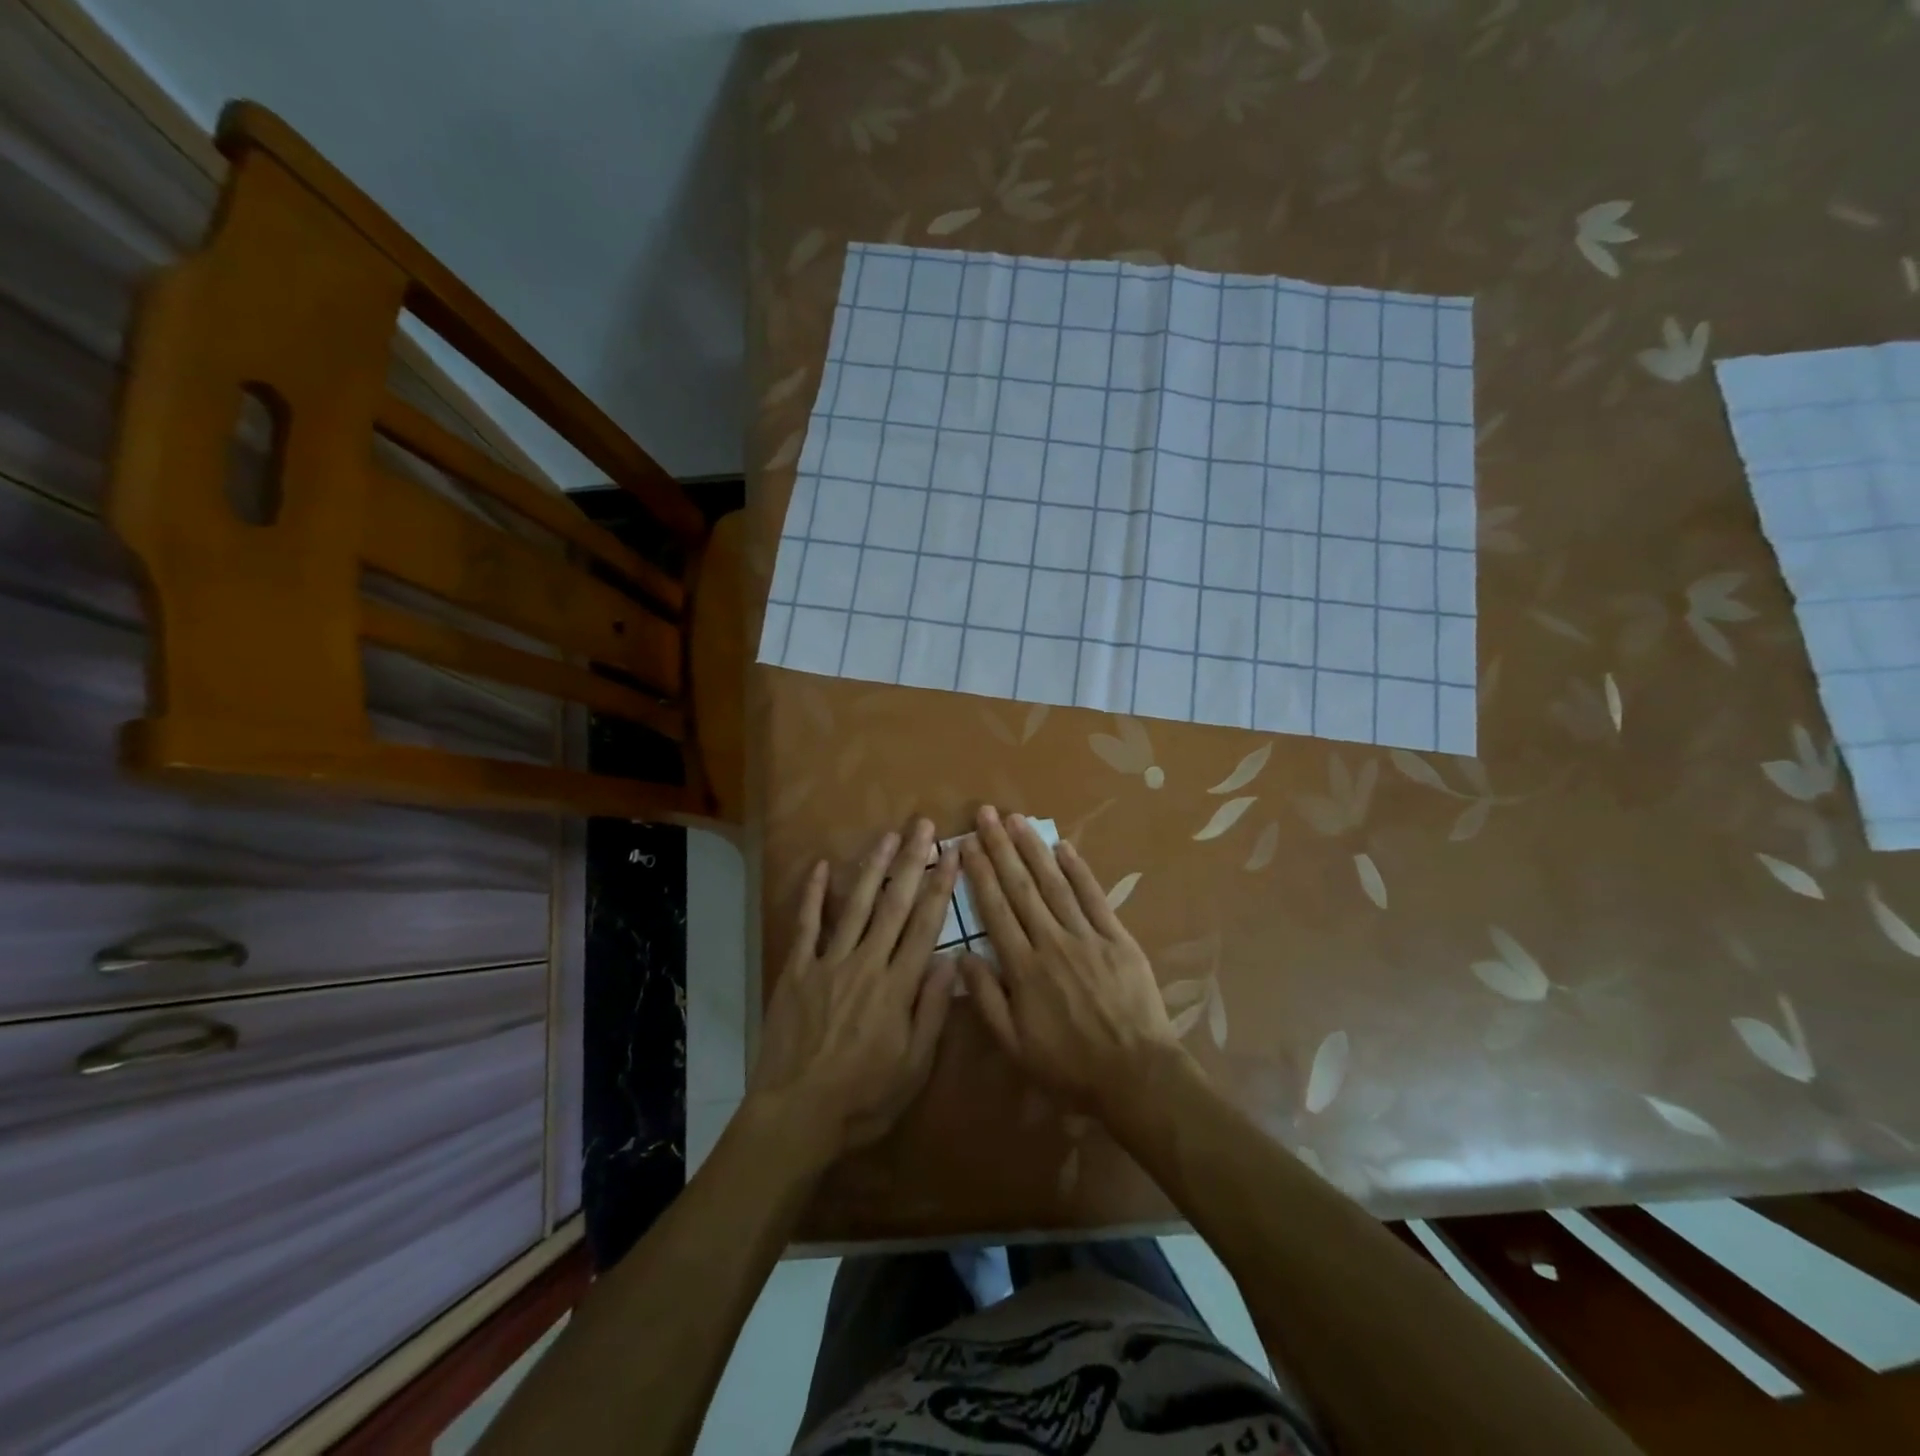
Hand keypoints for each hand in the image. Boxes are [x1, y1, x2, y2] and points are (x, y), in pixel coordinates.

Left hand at [750, 819, 960, 1158]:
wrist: (797, 1115)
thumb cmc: (864, 1099)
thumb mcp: (914, 1067)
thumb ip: (932, 1011)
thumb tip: (950, 961)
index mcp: (898, 987)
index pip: (925, 926)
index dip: (942, 887)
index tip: (953, 856)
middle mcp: (866, 964)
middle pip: (894, 905)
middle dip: (911, 862)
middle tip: (923, 826)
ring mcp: (828, 963)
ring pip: (855, 906)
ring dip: (872, 868)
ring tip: (887, 836)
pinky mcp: (796, 971)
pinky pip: (806, 925)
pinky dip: (813, 895)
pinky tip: (819, 867)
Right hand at [957, 806, 1182, 1111]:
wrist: (1135, 1074)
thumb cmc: (1069, 1065)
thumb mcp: (1015, 1045)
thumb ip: (987, 999)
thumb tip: (962, 956)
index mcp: (1024, 968)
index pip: (995, 910)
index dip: (980, 874)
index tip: (967, 844)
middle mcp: (1051, 942)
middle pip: (1021, 887)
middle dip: (1001, 848)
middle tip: (986, 815)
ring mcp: (1087, 936)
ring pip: (1054, 884)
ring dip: (1033, 849)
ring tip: (1017, 820)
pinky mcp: (1117, 937)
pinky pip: (1094, 897)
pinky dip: (1079, 870)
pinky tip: (1064, 847)